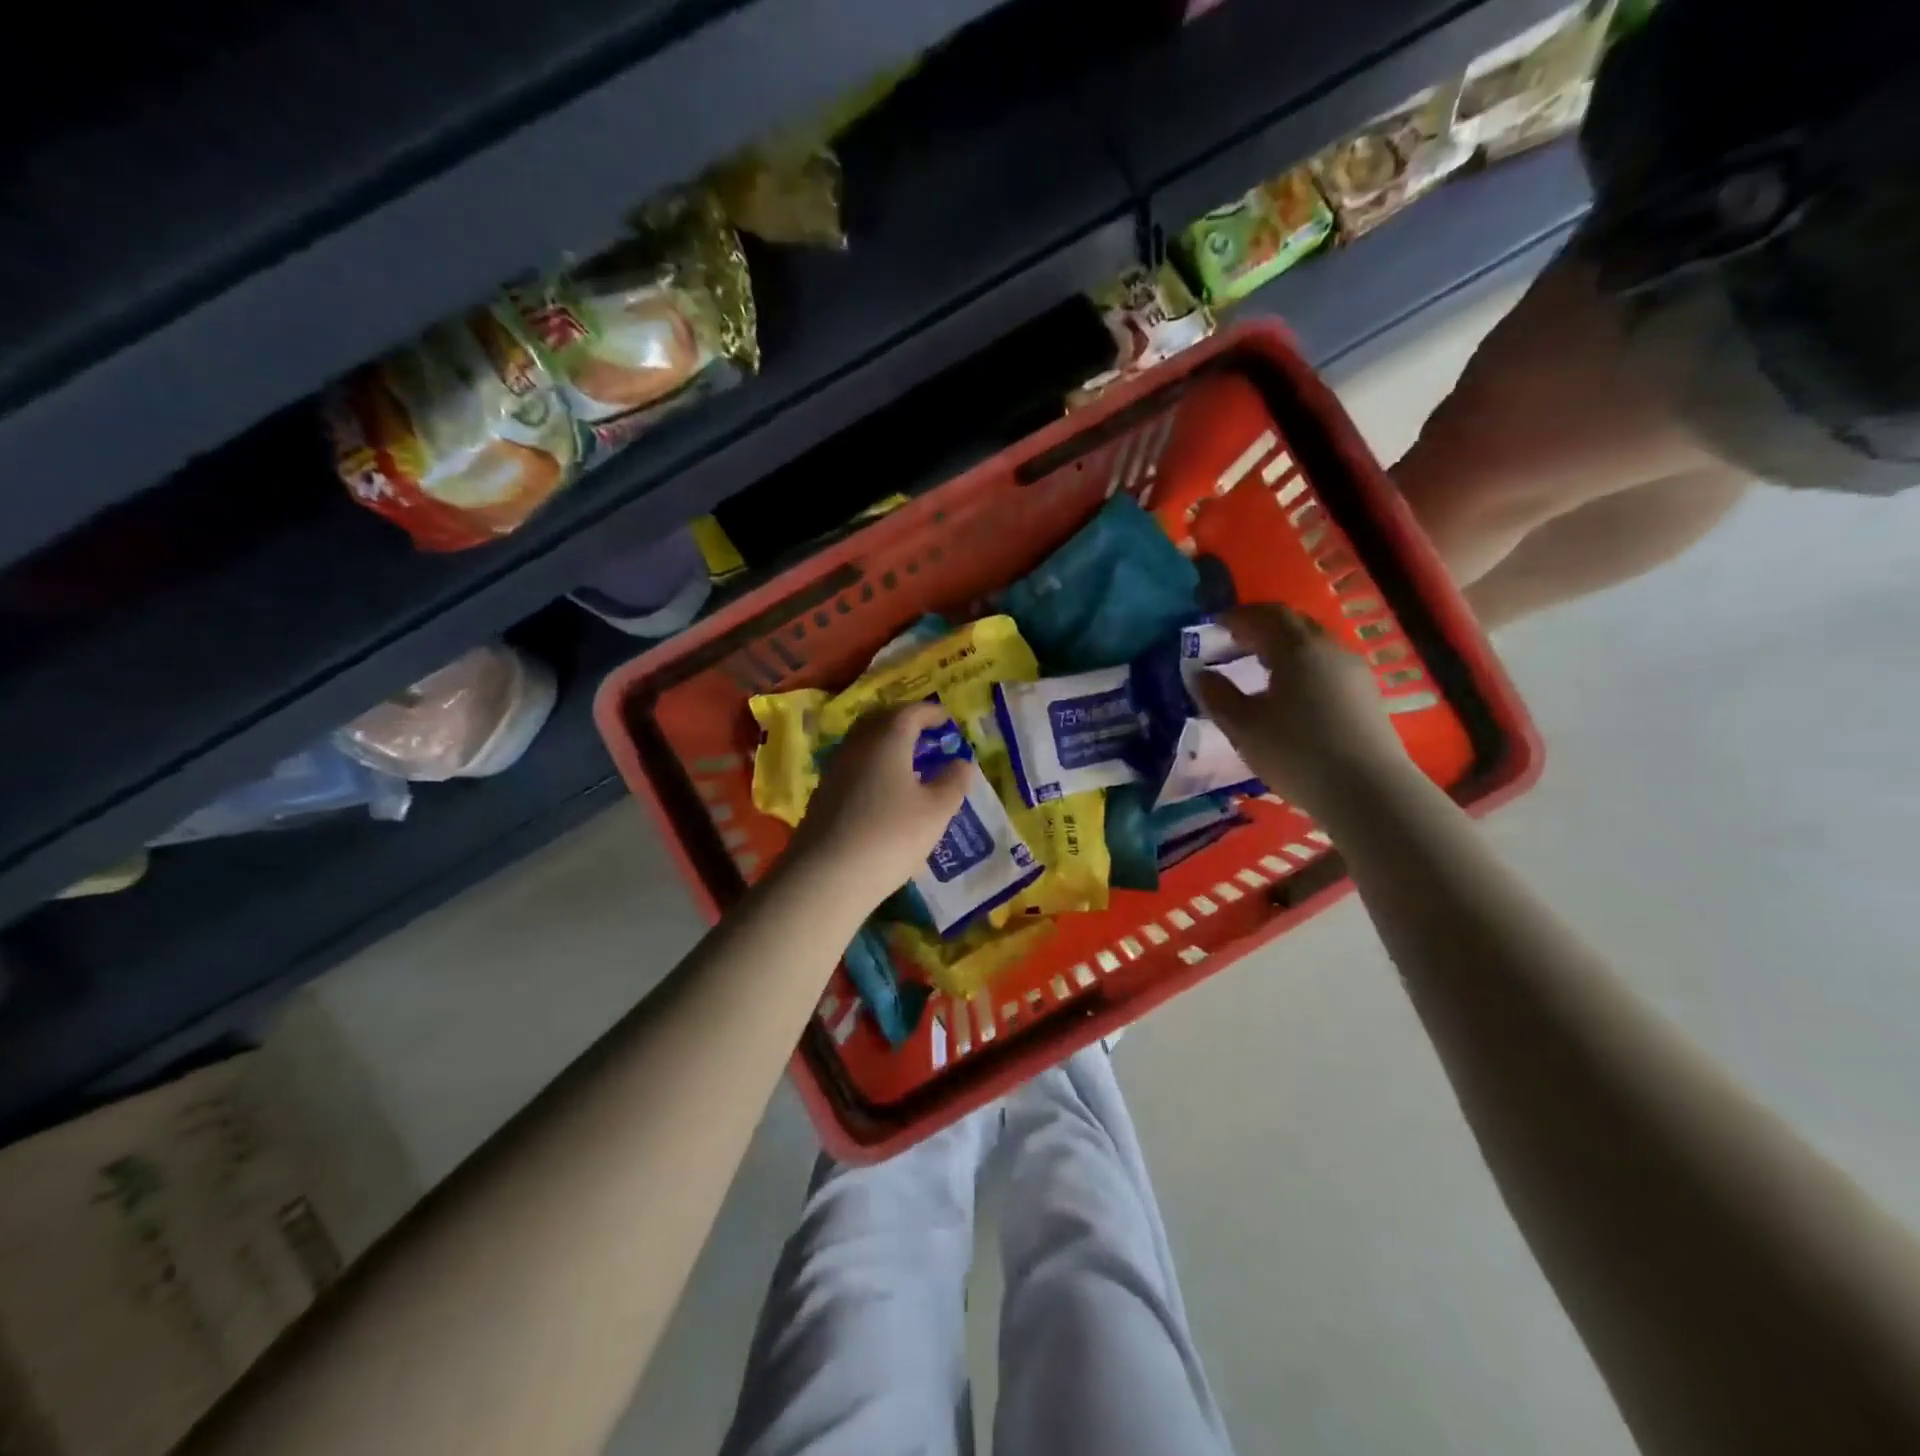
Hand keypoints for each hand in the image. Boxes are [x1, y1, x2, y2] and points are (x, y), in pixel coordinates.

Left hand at [784, 702, 970, 912]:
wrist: (826, 876)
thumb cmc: (891, 836)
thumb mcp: (936, 811)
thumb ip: (953, 782)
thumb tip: (962, 762)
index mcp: (887, 739)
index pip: (910, 712)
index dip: (931, 712)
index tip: (947, 720)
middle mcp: (857, 746)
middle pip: (880, 720)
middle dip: (904, 721)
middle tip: (925, 734)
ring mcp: (835, 771)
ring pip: (863, 744)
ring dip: (886, 744)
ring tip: (908, 763)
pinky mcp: (823, 796)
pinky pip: (853, 767)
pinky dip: (872, 767)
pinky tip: (884, 791)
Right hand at [1192, 605, 1412, 818]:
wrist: (1367, 791)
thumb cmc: (1296, 753)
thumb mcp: (1243, 727)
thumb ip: (1217, 696)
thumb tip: (1199, 674)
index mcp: (1297, 649)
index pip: (1266, 615)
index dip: (1238, 615)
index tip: (1214, 624)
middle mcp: (1329, 649)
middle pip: (1294, 624)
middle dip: (1262, 626)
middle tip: (1235, 641)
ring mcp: (1353, 672)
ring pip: (1314, 645)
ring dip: (1284, 647)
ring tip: (1260, 666)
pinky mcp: (1367, 696)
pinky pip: (1328, 666)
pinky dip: (1303, 666)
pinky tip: (1292, 693)